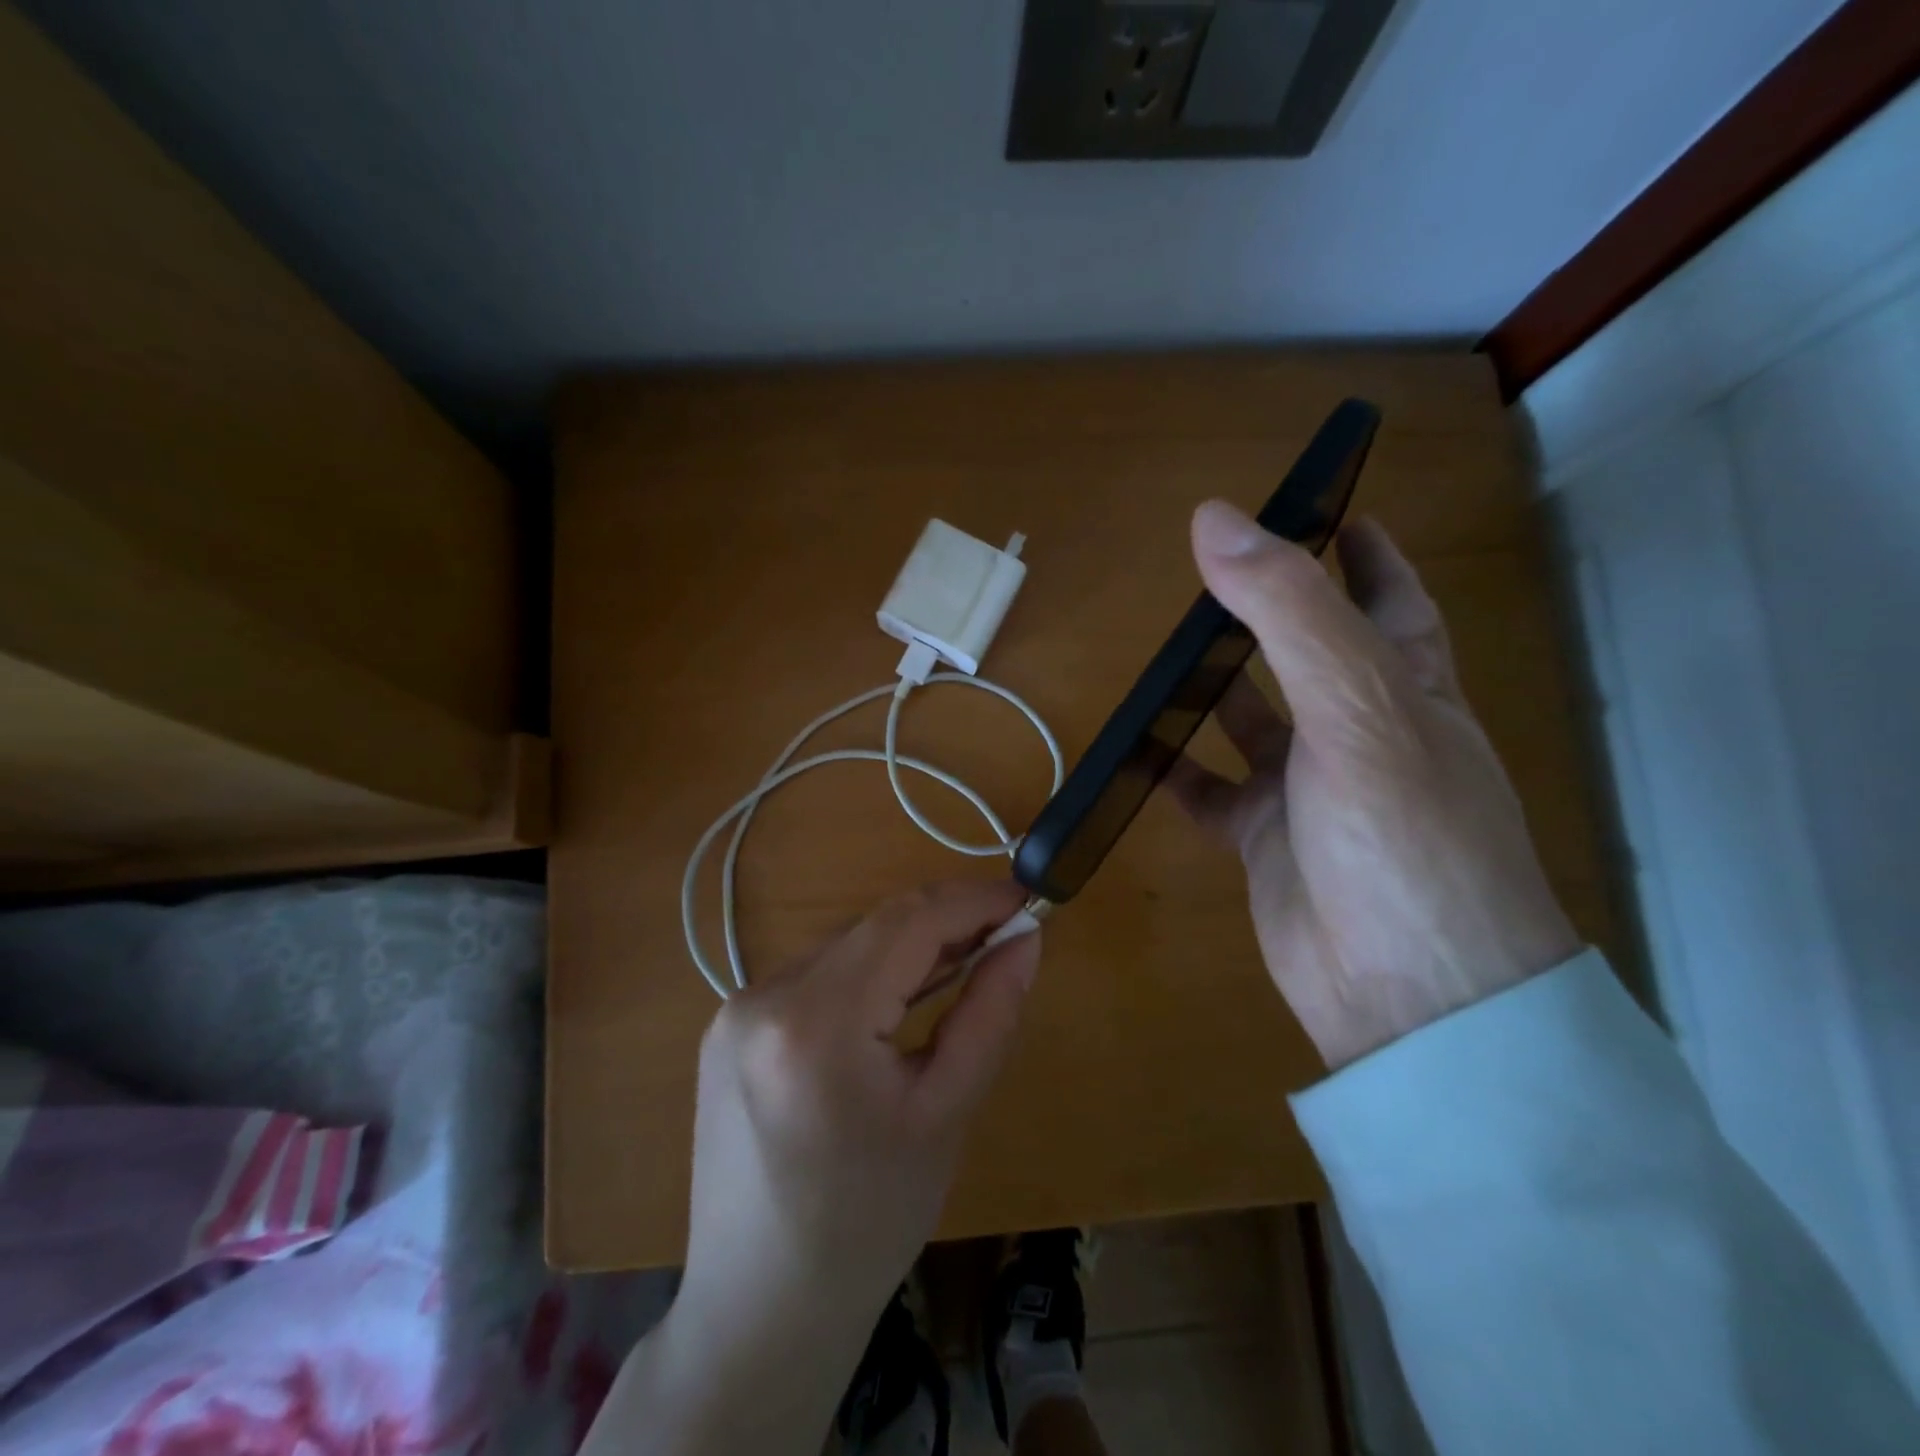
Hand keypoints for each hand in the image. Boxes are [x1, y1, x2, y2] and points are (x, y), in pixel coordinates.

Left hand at [588, 881, 1039, 1455]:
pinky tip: (896, 1001)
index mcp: (816, 1025)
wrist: (760, 1309)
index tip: (1024, 897)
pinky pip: (815, 975)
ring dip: (906, 947)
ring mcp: (736, 1009)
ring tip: (961, 964)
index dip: (971, 900)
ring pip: (845, 947)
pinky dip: (866, 973)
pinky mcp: (729, 1025)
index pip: (906, 923)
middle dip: (943, 922)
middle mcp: (763, 997)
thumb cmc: (868, 1225)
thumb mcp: (945, 1116)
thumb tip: (1024, 939)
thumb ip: (990, 1014)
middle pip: (873, 928)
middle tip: (1003, 934)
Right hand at [1169, 501, 1579, 1070]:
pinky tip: (1137, 751)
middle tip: (1207, 577)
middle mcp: (1358, 731)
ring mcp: (1308, 788)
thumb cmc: (1404, 837)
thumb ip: (1287, 612)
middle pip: (1308, 653)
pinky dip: (1175, 771)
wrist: (1407, 995)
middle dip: (1267, 613)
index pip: (1388, 598)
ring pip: (1252, 721)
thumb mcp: (1356, 708)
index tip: (1323, 506)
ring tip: (1161, 653)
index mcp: (1404, 688)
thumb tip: (1214, 519)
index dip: (1362, 551)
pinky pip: (1211, 792)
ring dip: (1213, 689)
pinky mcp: (1265, 839)